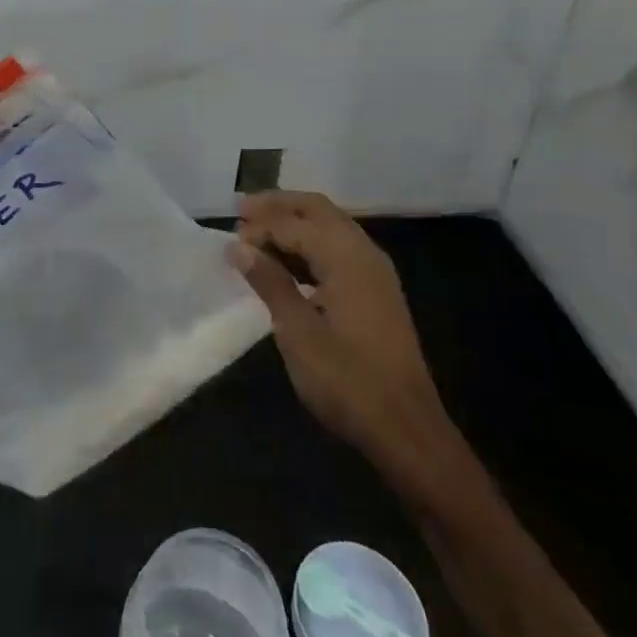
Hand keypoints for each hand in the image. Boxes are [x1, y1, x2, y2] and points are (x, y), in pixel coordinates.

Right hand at [228, 191, 459, 498]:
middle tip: (242, 212)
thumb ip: (269, 282)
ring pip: (330, 225)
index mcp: (347, 257)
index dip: (259, 226)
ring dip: (294, 222)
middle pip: (317, 209)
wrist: (407, 431)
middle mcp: (365, 253)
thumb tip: (238, 246)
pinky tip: (288, 262)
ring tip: (258, 234)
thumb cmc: (348, 382)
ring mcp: (375, 271)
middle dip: (278, 206)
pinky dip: (310, 243)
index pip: (294, 223)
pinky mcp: (377, 291)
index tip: (229, 240)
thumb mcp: (298, 333)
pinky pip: (339, 247)